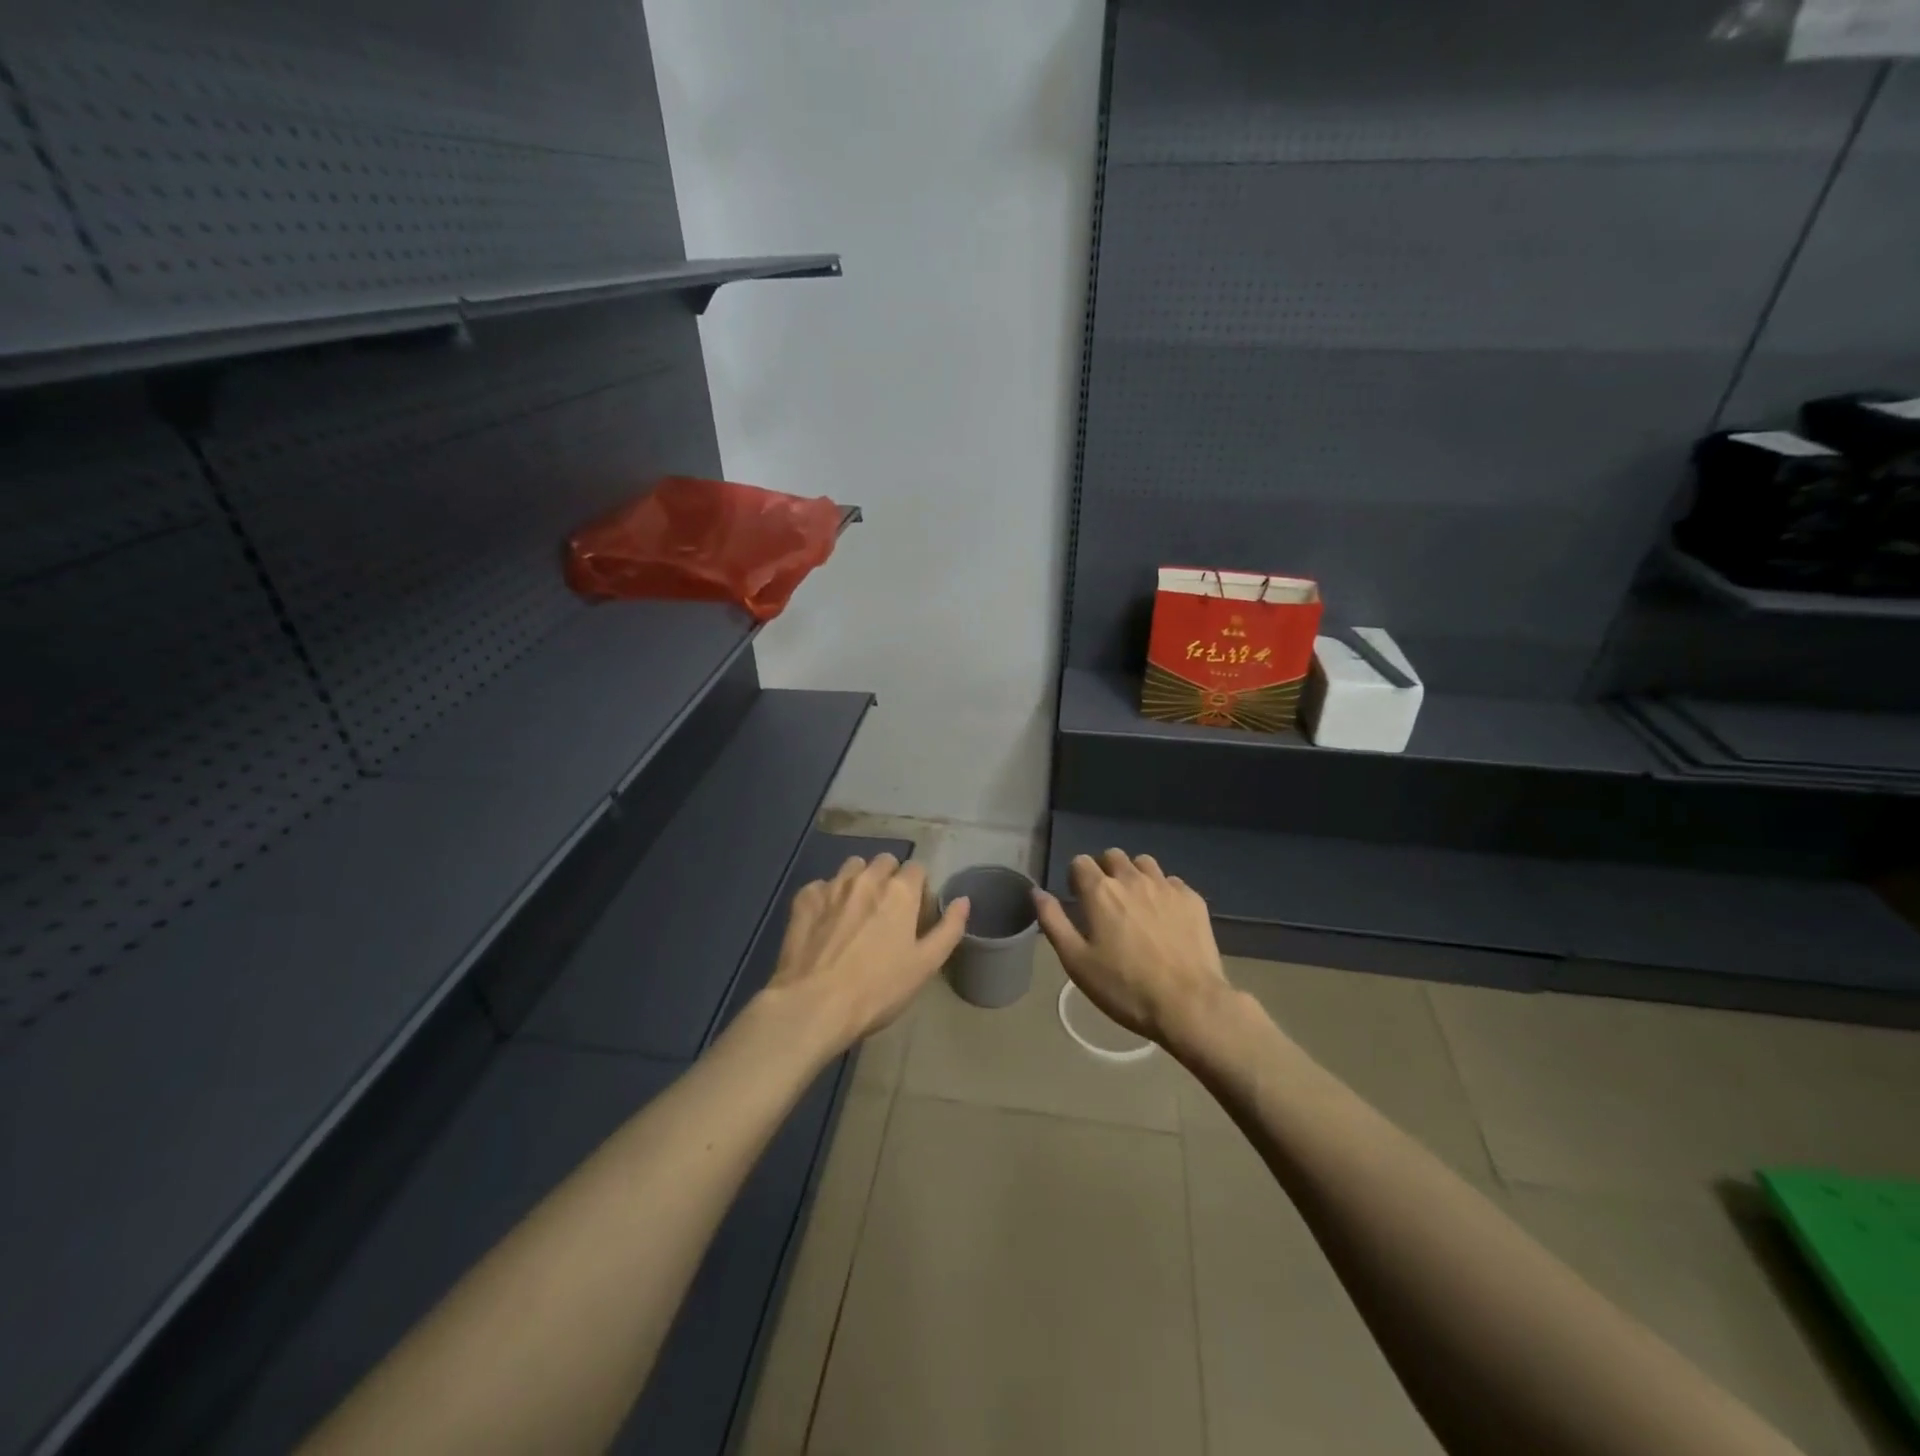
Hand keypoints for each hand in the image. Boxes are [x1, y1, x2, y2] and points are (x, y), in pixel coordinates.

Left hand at [762, 853, 968, 1054]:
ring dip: (859, 880)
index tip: (914, 912)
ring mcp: (832, 885)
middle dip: (889, 878)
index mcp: (900, 891)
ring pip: (852, 867)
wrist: (814, 1004)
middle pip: (885, 861)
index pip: (917, 868)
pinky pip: (821, 885)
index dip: (919, 888)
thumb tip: (963, 900)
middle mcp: (867, 878)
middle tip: (886, 911)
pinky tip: (825, 922)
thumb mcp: (925, 965)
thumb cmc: (878, 990)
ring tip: (855, 911)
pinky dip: (827, 897)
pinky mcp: (804, 898)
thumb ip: (949, 929)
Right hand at [1033, 849, 1235, 1047]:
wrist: (1188, 1004)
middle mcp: (1132, 879)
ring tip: (1136, 904)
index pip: (1080, 862)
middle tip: (1106, 902)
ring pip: (1144, 863)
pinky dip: (1163, 891)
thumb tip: (1037, 892)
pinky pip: (1172, 882)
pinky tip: (1165, 917)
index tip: (1079, 900)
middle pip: (1113, 856)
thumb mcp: (1076, 962)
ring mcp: (1166, 887)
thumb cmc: (1124, 987)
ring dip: (1135, 875)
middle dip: (1105, 871)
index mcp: (1100, 891)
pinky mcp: (1192, 899)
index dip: (1076, 878)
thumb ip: (1053, 921)